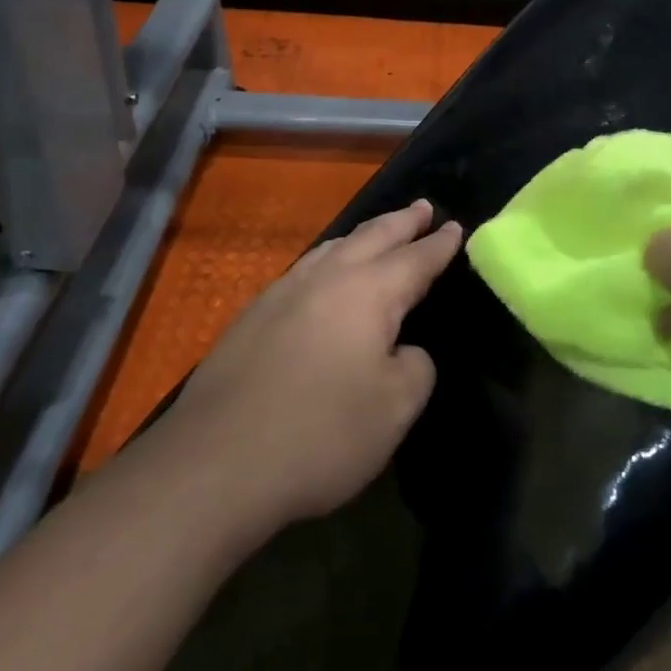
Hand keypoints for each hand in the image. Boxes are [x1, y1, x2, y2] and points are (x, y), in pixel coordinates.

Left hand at [150, 200, 460, 531]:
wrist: (215, 463)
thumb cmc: (321, 433)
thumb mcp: (395, 409)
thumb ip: (415, 367)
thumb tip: (403, 351)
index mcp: (368, 293)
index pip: (415, 259)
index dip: (438, 244)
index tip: (455, 226)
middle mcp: (326, 279)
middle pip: (372, 237)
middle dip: (401, 222)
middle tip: (422, 207)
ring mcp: (282, 293)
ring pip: (332, 248)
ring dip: (362, 236)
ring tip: (377, 232)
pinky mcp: (251, 317)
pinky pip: (304, 271)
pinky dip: (328, 261)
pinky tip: (323, 276)